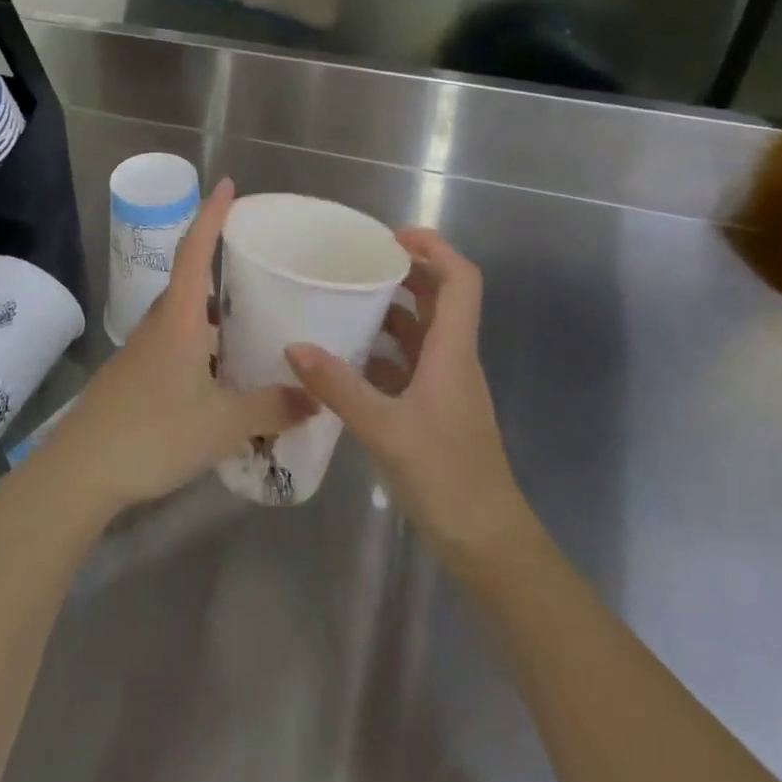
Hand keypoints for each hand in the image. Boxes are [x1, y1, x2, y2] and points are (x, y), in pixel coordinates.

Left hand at [39, 179, 312, 517]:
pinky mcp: (134, 376)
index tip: (226, 185)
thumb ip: (272, 408)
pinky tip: (220, 373)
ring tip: (249, 322)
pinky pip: (175, 344)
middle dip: (218, 264)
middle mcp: (159, 325)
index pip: (195, 252)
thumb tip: (315, 397)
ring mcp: (142, 351)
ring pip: (183, 317)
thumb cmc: (154, 434)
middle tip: (257, 265)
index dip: (211, 216)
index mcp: (179, 320)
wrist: (82, 470)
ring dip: (212, 312)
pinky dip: (201, 344)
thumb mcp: (223, 424)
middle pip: (189, 281)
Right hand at [286, 230, 524, 566]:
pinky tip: (345, 358)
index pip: (461, 280)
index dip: (434, 248)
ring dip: (390, 311)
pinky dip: (381, 351)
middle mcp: (453, 360)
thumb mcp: (385, 430)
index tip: (391, 237)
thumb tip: (294, 346)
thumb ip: (339, 387)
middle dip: (404, 272)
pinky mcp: (433, 410)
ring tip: (343, 300)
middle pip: (439, 298)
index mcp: (453, 352)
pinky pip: (407, 364)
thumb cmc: (447, 479)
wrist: (487, 545)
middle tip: (356, 262)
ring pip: (421, 332)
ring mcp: (444, 387)